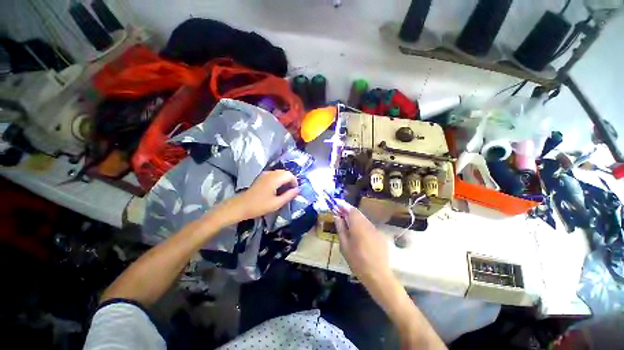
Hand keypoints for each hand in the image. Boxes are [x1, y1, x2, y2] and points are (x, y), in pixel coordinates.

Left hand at [212, 170, 299, 226]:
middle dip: (290, 180)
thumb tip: (298, 190)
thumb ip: (289, 195)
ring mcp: (265, 174)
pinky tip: (277, 188)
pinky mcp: (261, 177)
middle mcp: (270, 173)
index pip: (290, 175)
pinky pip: (274, 174)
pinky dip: (279, 179)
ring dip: (285, 179)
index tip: (295, 191)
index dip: (295, 182)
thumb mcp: (277, 203)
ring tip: (285, 190)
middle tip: (291, 191)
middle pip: (285, 172)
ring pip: (280, 173)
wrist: (241, 206)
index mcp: (274, 179)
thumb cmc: (259, 206)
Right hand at [334, 201, 391, 286]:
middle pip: (358, 213)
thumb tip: (337, 216)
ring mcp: (376, 229)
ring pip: (363, 219)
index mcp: (358, 225)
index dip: (344, 205)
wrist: (377, 275)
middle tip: (340, 214)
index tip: (337, 204)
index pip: (351, 209)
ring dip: (355, 219)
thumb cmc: (357, 260)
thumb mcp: (344, 245)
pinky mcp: (380, 236)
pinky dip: (362, 226)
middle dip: (348, 212)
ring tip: (348, 224)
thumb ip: (341, 228)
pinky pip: (369, 226)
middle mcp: (368, 224)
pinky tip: (359, 235)